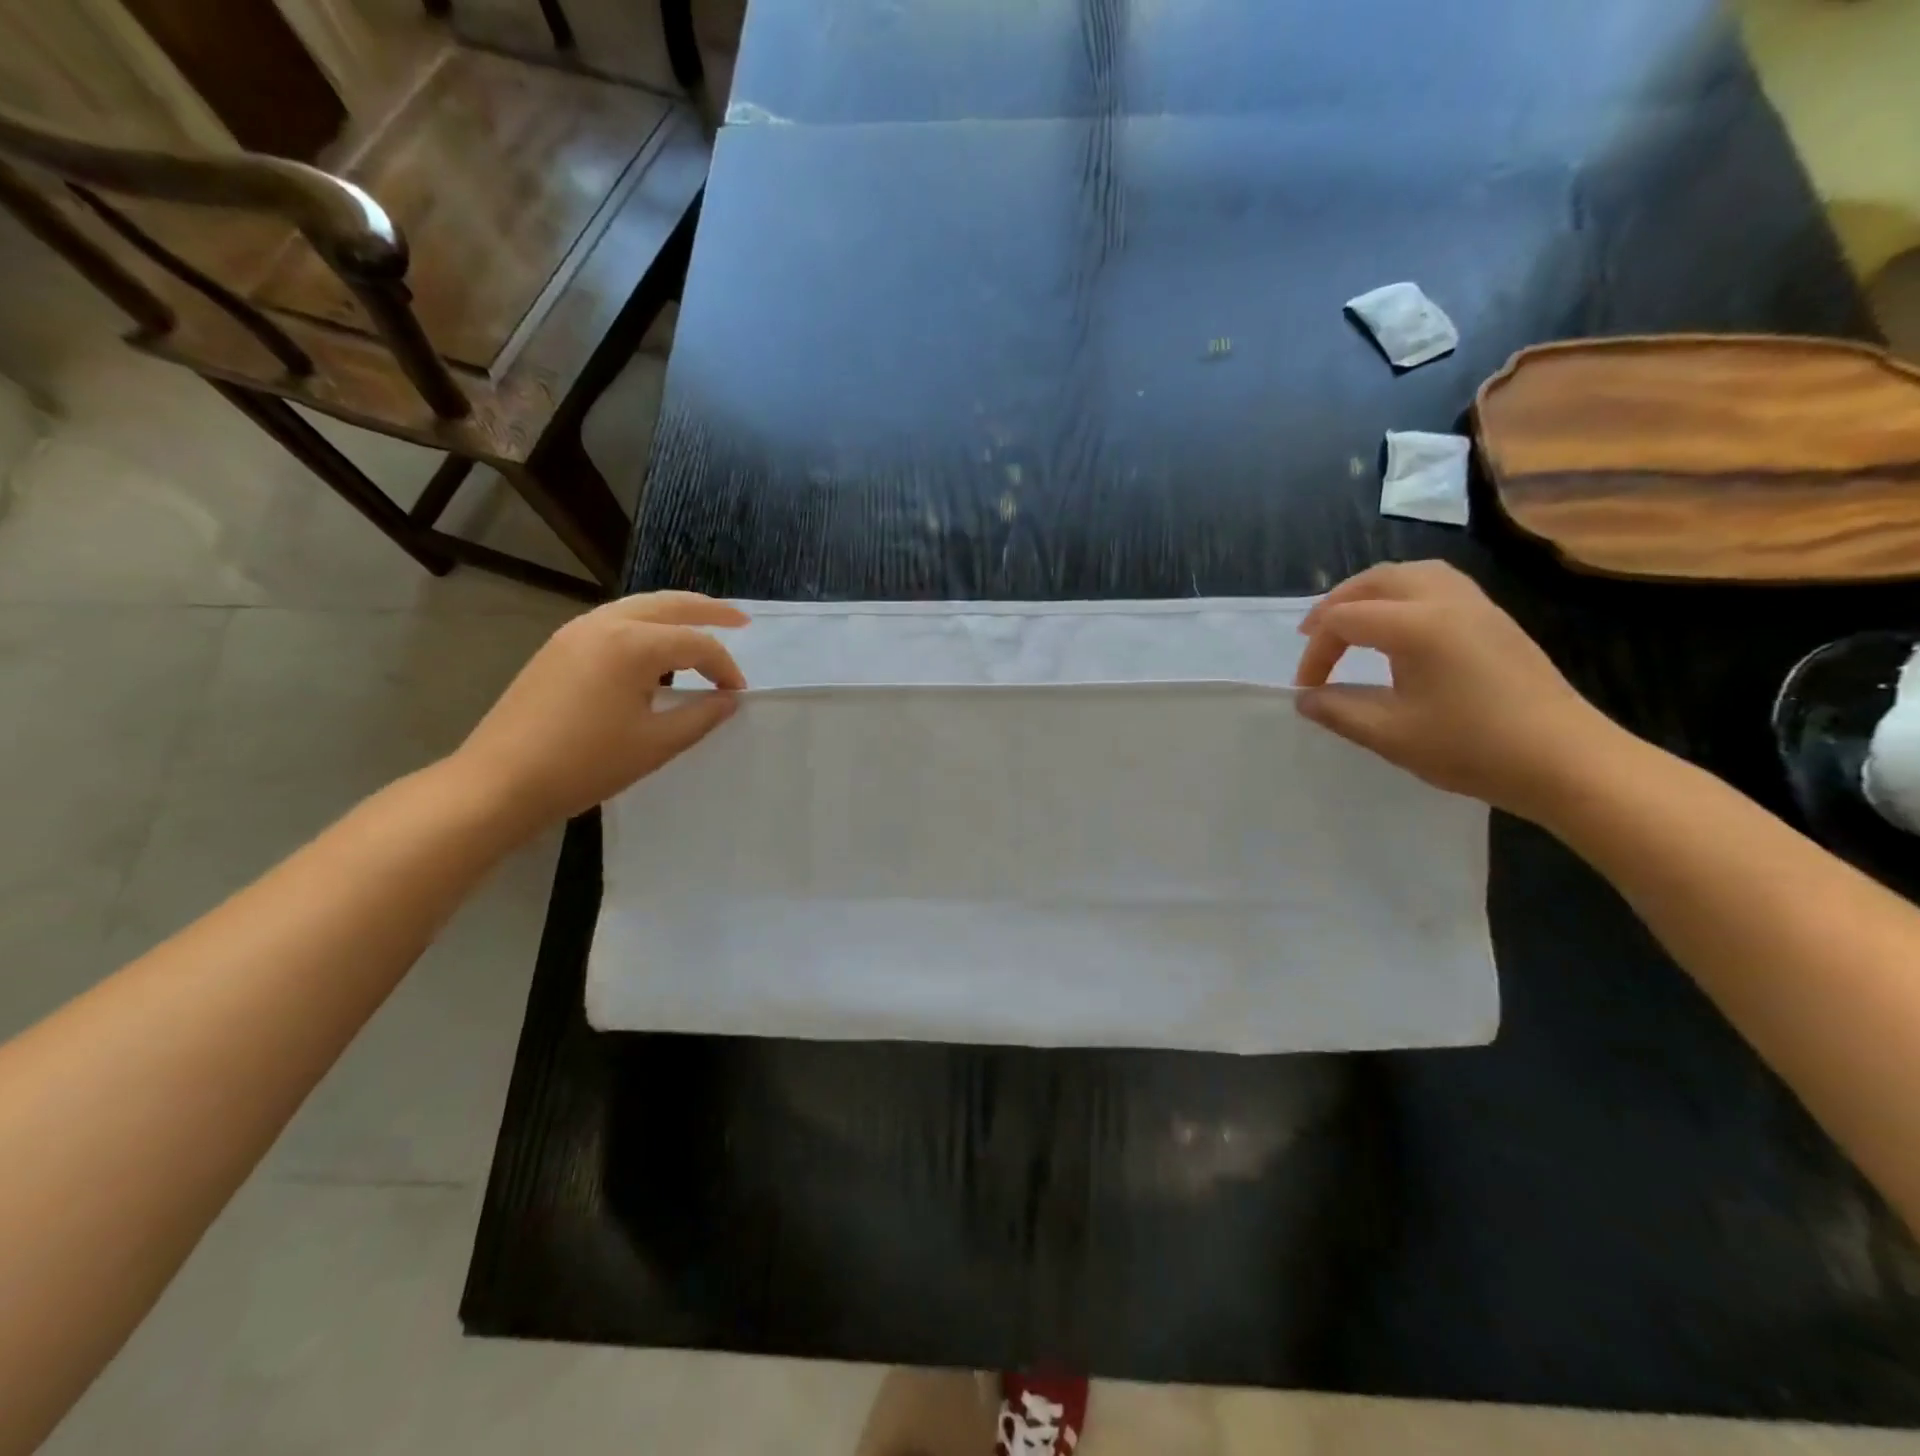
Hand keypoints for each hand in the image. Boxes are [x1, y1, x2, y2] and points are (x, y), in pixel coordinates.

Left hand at [451, 592, 746, 832]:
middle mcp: (605, 624)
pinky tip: (654, 648)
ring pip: (638, 607)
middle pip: (669, 605)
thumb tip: (729, 699)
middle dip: (708, 610)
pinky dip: (645, 625)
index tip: (737, 694)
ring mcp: (576, 632)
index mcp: (632, 645)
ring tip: (701, 626)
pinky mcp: (559, 647)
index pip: (696, 644)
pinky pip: (615, 621)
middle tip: (740, 620)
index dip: (724, 667)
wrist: (501, 781)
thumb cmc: (586, 764)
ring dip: (674, 613)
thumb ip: (701, 716)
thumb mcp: (656, 744)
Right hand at [1293, 561, 1619, 820]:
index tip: (1307, 689)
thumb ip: (1339, 710)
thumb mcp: (1390, 735)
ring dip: (1371, 592)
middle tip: (1312, 636)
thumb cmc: (1472, 747)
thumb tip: (1305, 698)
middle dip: (1336, 605)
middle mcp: (1445, 601)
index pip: (1344, 620)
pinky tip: (1400, 626)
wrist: (1567, 761)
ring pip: (1412, 574)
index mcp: (1416, 626)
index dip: (1316, 652)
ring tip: (1352, 621)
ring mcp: (1477, 606)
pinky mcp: (1496, 620)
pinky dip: (1404, 594)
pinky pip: (1439, 585)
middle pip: (1376, 581)